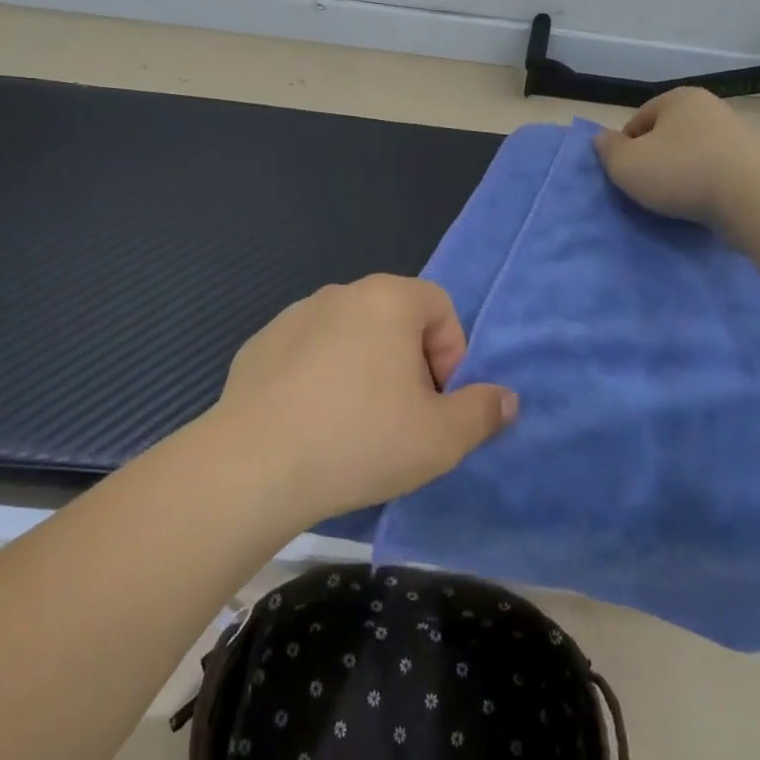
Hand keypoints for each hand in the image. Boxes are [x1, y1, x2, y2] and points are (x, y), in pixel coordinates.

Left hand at [210, 275, 517, 521]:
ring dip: (363, 370)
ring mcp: (294, 315)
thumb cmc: (360, 440)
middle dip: (408, 365)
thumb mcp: (441, 438)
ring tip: (352, 426)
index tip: (433, 402)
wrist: (252, 466)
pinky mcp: (260, 344)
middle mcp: (341, 293)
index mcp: (388, 299)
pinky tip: (309, 425)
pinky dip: (319, 379)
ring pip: (350, 337)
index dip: (450, 355)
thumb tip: (506, 399)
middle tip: (399, 419)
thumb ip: (483, 412)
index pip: (440, 308)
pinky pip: (308, 354)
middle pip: (395, 321)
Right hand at [593, 86, 759, 226]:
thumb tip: (602, 139)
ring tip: (673, 202)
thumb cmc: (681, 171)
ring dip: (681, 176)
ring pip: (692, 156)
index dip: (625, 147)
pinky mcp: (753, 165)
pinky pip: (716, 175)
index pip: (638, 120)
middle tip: (645, 189)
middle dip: (655, 160)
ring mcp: (735, 136)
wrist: (753, 198)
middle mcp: (709, 109)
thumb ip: (607, 150)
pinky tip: (699, 206)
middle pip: (667, 137)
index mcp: (678, 98)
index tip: (624, 174)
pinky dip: (705, 188)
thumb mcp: (626, 163)